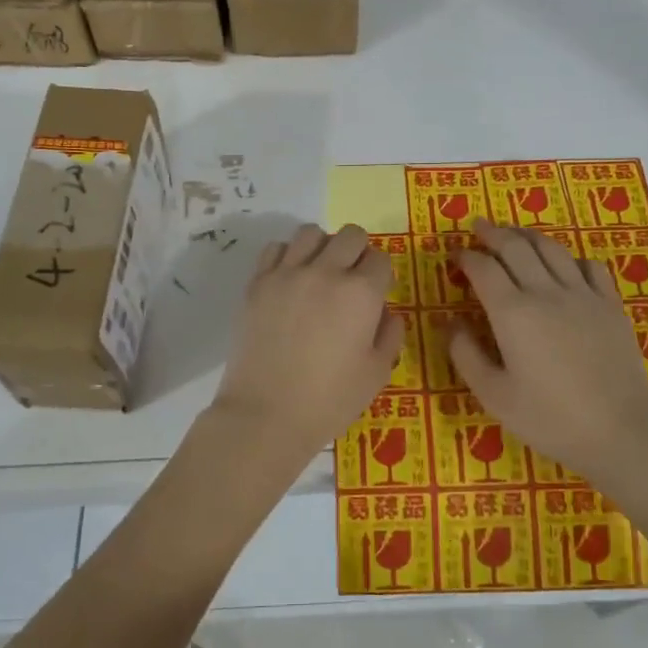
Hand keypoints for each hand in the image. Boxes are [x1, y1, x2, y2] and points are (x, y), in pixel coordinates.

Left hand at [210, 223, 402, 472]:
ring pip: (311, 232)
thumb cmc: (329, 400)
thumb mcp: (377, 373)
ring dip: (323, 246)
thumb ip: (390, 334)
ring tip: (320, 273)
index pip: (380, 259)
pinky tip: (290, 280)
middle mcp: (325, 272)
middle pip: (351, 234)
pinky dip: (288, 256)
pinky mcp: (258, 282)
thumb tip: (385, 311)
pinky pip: (276, 248)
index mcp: (361, 293)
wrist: (265, 414)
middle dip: (358, 252)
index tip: (376, 296)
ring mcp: (287, 273)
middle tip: (352, 280)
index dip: (382, 276)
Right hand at [451, 219, 647, 487]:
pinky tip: (564, 265)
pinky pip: (589, 266)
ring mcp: (583, 295)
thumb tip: (450, 323)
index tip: (456, 256)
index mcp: (512, 313)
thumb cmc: (550, 418)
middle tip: (479, 228)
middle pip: (516, 247)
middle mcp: (546, 292)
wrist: (621, 431)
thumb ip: (465, 354)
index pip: (483, 268)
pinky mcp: (610, 305)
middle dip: (493, 233)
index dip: (466, 257)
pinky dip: (570, 257)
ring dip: (528, 236)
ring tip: (514, 234)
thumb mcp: (493, 395)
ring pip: (552, 248)